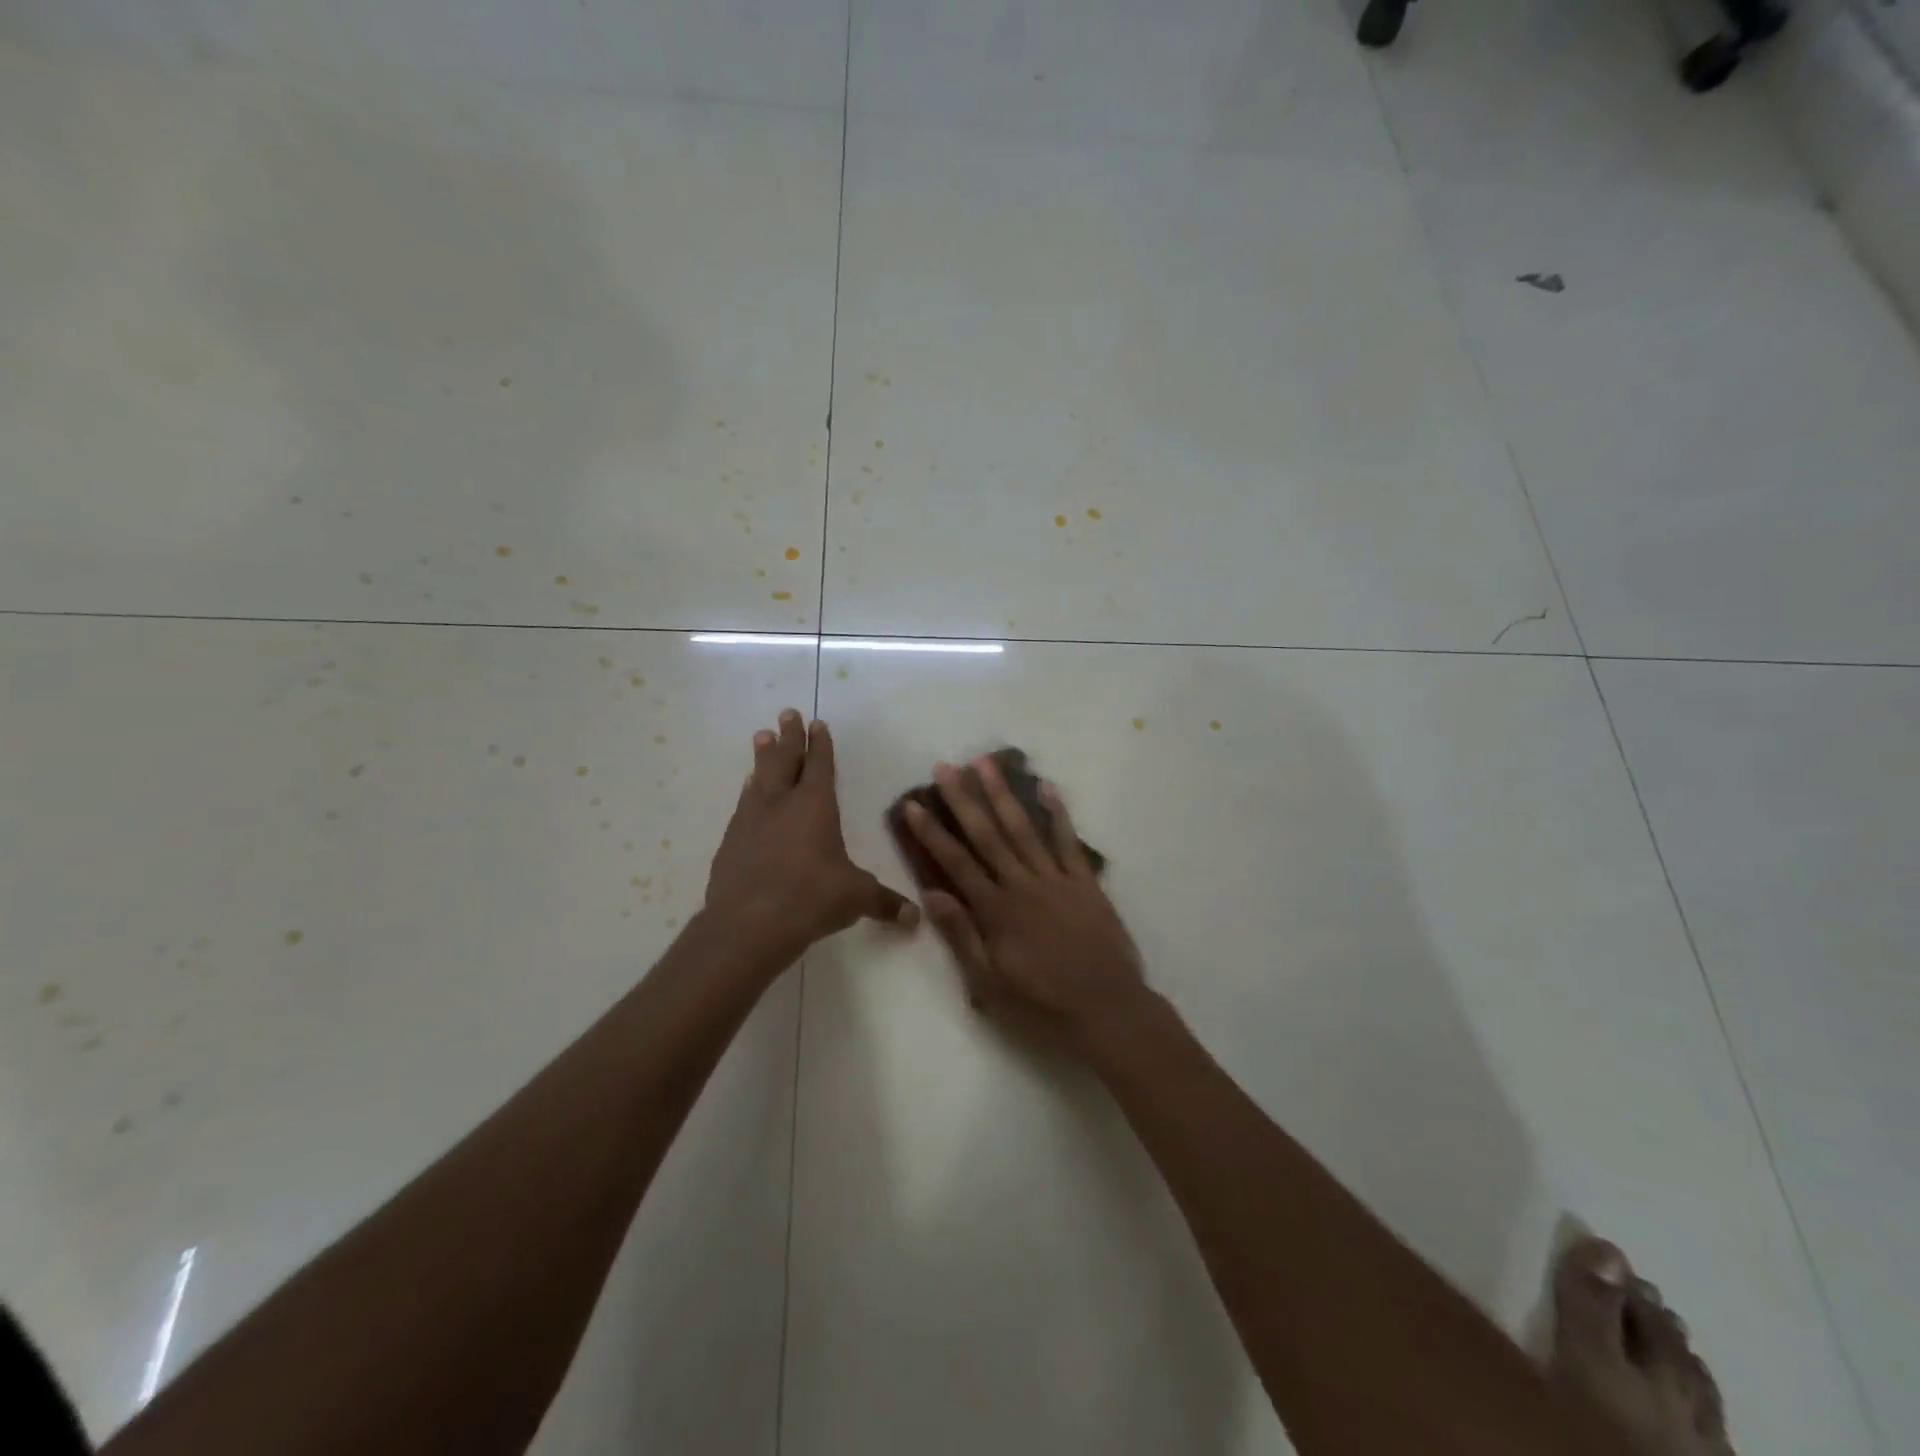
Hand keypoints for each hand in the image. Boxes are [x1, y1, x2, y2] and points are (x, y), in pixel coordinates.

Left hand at [705, 709, 918, 959]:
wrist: (748, 924)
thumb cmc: (811, 898)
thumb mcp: (855, 898)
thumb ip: (884, 903)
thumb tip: (915, 918)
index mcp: (815, 806)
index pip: (820, 765)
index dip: (821, 744)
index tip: (817, 723)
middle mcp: (781, 803)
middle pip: (785, 760)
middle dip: (789, 736)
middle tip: (786, 713)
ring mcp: (751, 820)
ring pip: (759, 778)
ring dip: (763, 757)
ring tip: (762, 737)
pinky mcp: (731, 842)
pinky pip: (743, 805)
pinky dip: (748, 792)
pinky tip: (747, 790)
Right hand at [903, 756, 1147, 1053]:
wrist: (1108, 1011)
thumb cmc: (1042, 1004)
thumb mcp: (990, 984)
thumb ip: (961, 935)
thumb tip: (931, 893)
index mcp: (996, 910)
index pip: (956, 862)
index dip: (932, 832)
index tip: (913, 803)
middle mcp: (1023, 885)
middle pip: (988, 835)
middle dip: (964, 799)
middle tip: (946, 766)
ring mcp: (1057, 880)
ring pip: (1024, 829)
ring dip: (1003, 794)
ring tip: (986, 763)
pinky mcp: (1085, 883)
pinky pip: (1068, 842)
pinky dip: (1058, 813)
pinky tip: (1046, 787)